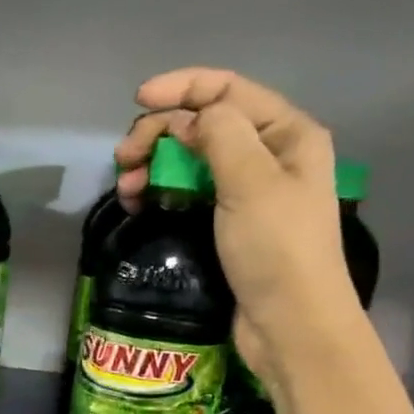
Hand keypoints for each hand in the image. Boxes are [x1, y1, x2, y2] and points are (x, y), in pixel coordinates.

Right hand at [116, 68, 361, 380]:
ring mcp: (250, 192)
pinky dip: (164, 191)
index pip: (228, 90)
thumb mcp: (251, 183)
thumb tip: (187, 116)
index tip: (138, 102)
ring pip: (193, 160)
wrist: (290, 326)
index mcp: (288, 134)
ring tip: (127, 188)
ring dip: (156, 165)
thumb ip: (219, 135)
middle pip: (206, 124)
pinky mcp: (230, 224)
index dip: (182, 88)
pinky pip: (191, 192)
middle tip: (123, 159)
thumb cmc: (277, 250)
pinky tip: (141, 203)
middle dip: (160, 133)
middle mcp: (270, 156)